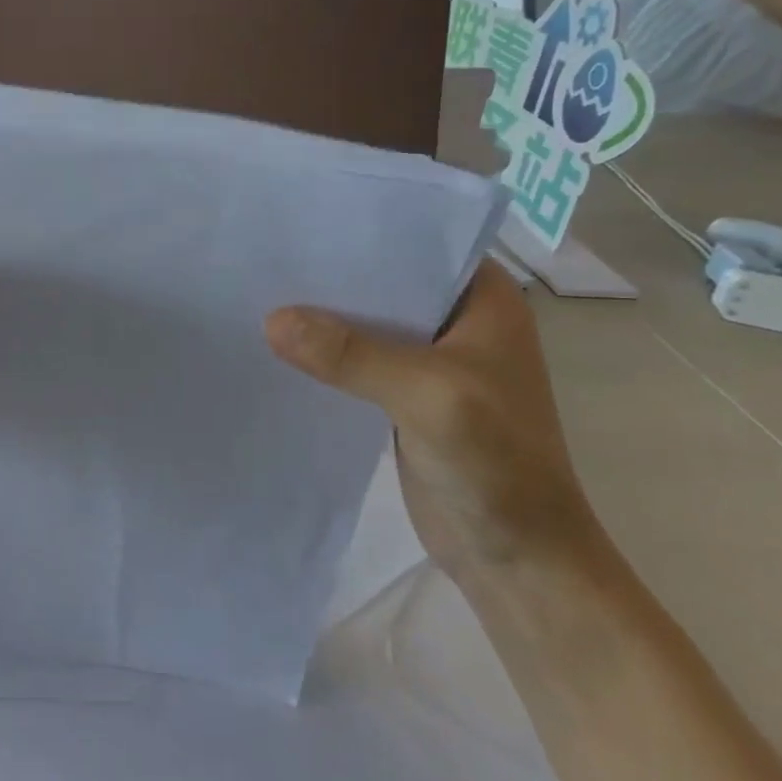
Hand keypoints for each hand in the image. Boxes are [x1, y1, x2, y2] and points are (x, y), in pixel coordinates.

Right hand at [265, 261, 598, 575]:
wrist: (520, 560)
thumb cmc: (498, 464)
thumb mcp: (428, 396)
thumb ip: (352, 355)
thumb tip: (272, 319)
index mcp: (483, 299)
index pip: (416, 243)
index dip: (361, 232)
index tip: (300, 220)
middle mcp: (456, 320)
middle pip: (383, 283)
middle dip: (330, 275)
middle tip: (266, 257)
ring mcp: (429, 360)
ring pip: (365, 323)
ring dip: (323, 317)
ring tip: (261, 293)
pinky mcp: (403, 395)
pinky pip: (356, 361)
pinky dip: (325, 355)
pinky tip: (278, 346)